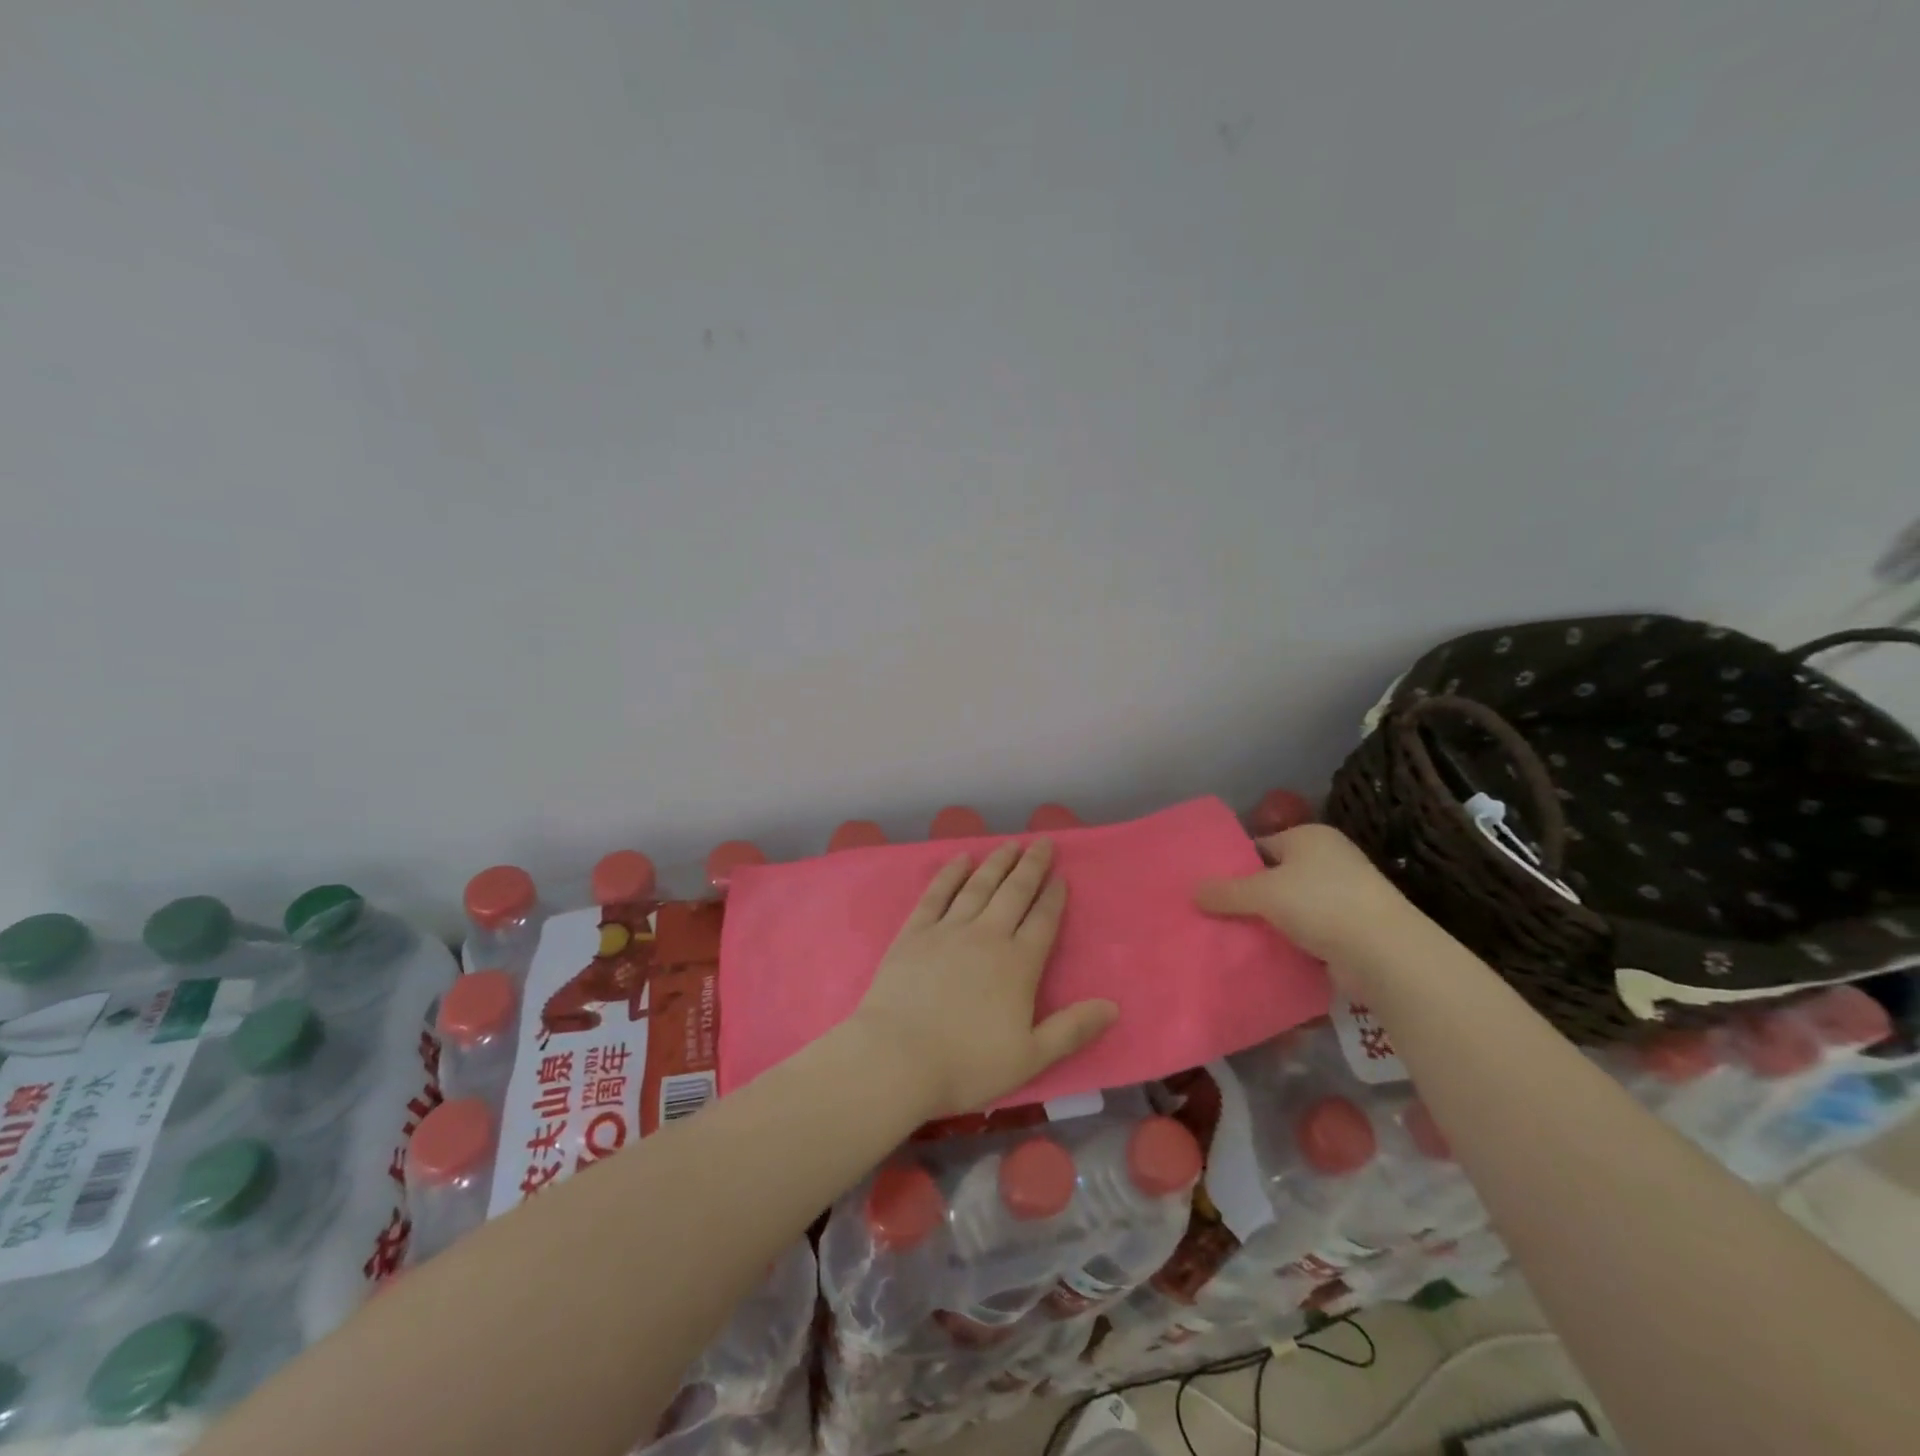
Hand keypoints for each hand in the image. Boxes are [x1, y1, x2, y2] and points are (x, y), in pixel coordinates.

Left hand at [847, 839, 1118, 1119]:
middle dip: (1031, 866)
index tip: (1061, 877)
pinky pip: (937, 894)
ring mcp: (948, 930)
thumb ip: (1072, 1030)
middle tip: (1042, 842)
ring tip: (1010, 844)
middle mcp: (987, 936)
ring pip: (979, 886)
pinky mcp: (914, 932)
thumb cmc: (966, 1064)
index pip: (1043, 921)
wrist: (896, 1058)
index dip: (1054, 897)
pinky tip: (960, 859)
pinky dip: (950, 874)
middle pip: (1014, 893)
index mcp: (1018, 964)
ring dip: (997, 863)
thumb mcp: (1030, 1058)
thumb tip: (1113, 1006)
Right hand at [1194, 824, 1426, 988]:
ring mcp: (1344, 895)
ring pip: (1290, 906)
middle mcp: (1328, 859)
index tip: (1209, 889)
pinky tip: (1264, 954)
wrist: (1386, 954)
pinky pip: (1308, 931)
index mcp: (1310, 837)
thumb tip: (1193, 891)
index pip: (1260, 846)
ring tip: (1232, 937)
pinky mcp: (1351, 929)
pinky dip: (1289, 941)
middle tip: (1214, 915)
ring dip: (1268, 922)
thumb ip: (1225, 892)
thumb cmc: (1322, 904)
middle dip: (1248, 897)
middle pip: (1274, 876)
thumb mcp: (1263, 893)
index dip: (1233, 866)